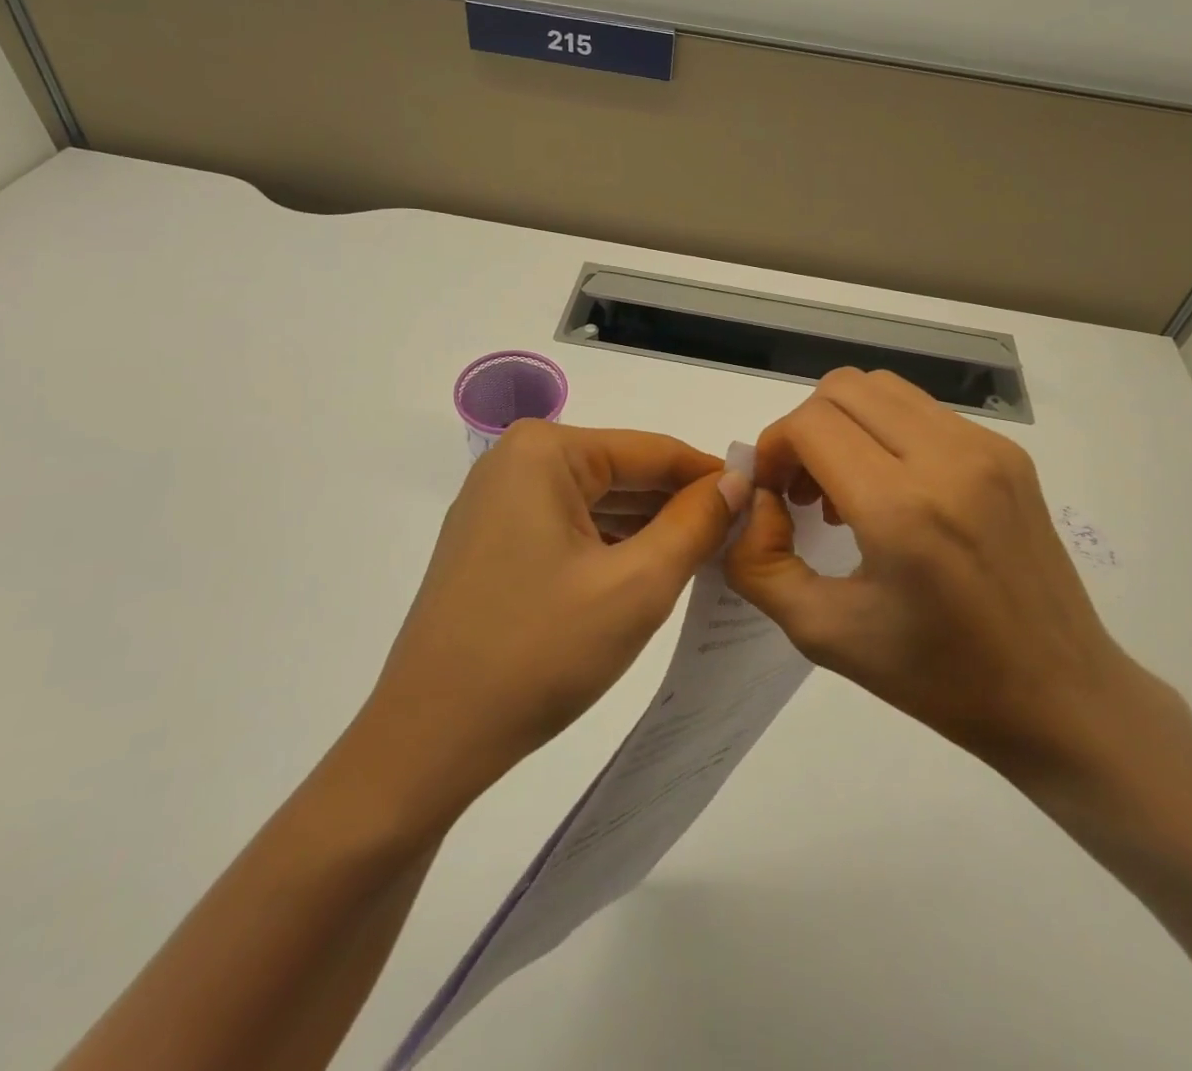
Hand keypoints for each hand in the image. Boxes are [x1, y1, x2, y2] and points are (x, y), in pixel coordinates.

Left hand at [357, 421, 748, 823]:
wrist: (428, 740)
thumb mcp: (637, 585)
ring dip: (648, 530)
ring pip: (597, 503)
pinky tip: (650, 572)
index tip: (763, 501)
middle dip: (679, 506)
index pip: (651, 451)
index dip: (711, 476)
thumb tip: (736, 482)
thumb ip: (695, 524)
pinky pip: (569, 528)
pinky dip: (611, 548)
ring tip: (707, 558)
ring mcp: (497, 502)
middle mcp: (515, 462)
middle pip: (622, 473)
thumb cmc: (538, 653)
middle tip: (741, 539)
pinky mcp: (492, 542)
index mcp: (544, 451)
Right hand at [725, 368, 1147, 778]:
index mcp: (902, 509)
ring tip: (845, 490)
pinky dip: (885, 433)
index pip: (810, 424)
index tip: (774, 496)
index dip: (773, 449)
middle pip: (842, 388)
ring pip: (883, 389)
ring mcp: (986, 449)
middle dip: (804, 430)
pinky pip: (922, 412)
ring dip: (844, 425)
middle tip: (802, 490)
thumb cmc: (939, 677)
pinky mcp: (1008, 453)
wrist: (1063, 697)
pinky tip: (892, 493)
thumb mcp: (824, 633)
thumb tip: (754, 501)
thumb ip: (759, 563)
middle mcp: (948, 459)